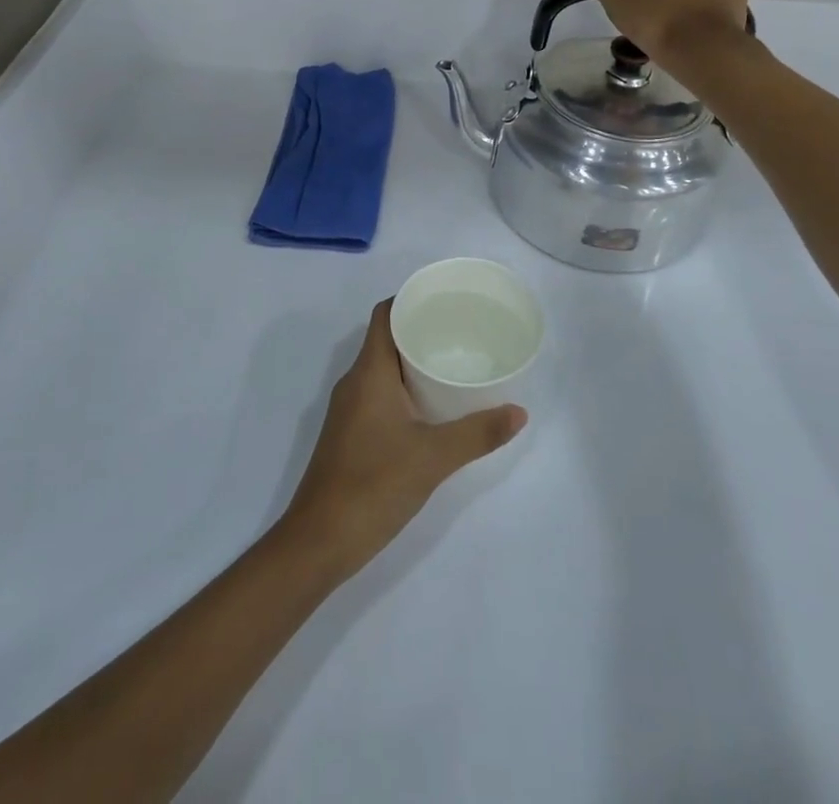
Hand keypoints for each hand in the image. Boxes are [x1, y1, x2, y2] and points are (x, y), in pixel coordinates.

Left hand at [279, 300, 525, 582]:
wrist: (319, 540)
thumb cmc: (374, 485)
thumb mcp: (433, 458)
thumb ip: (478, 433)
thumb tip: (519, 412)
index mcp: (369, 372)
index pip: (385, 315)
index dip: (410, 299)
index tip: (444, 298)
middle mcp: (355, 382)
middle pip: (386, 339)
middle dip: (420, 330)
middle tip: (461, 331)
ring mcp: (349, 409)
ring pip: (383, 369)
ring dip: (413, 362)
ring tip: (453, 363)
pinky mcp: (350, 433)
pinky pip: (379, 393)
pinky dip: (404, 389)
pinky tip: (431, 406)